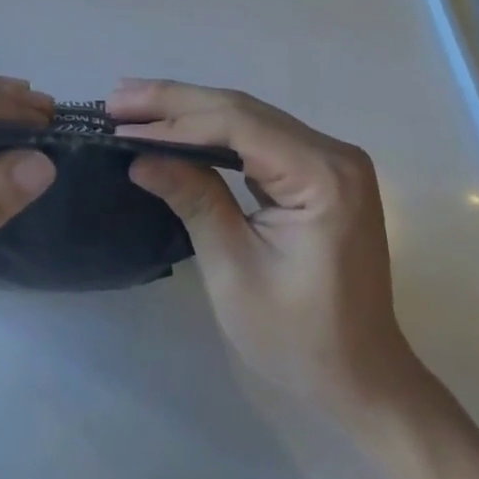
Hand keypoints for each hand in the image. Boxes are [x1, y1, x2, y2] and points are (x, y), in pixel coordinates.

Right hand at [110, 79, 424, 428]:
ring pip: (246, 116)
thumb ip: (193, 200)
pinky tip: (175, 124)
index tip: (120, 125)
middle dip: (174, 102)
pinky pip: (257, 135)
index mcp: (323, 177)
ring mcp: (328, 158)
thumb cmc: (299, 339)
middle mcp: (332, 152)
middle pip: (241, 110)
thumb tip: (139, 157)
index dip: (175, 121)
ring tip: (133, 104)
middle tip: (116, 98)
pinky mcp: (317, 170)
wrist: (362, 380)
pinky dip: (211, 129)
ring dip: (188, 109)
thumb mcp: (234, 271)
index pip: (237, 126)